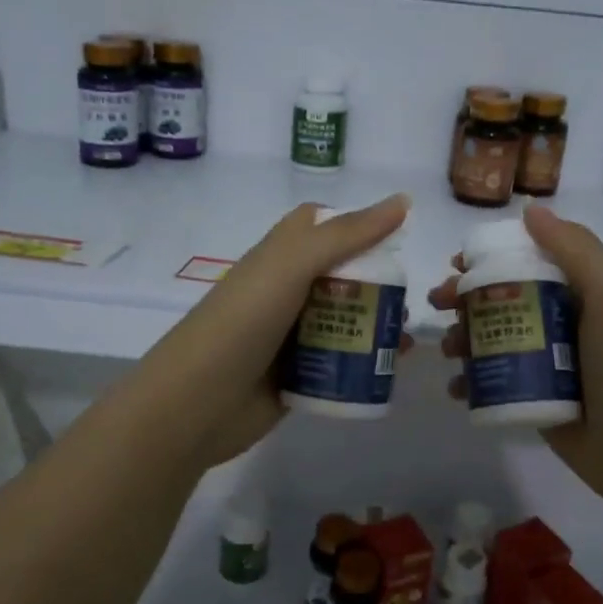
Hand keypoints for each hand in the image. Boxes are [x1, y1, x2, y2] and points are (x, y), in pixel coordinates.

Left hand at [134, 194, 414, 471]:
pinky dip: (365, 363)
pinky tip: (391, 369)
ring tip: (403, 339)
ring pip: (344, 320)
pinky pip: (339, 362)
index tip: (393, 238)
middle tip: (406, 300)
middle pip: (341, 276)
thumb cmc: (243, 321)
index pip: (319, 225)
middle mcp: (285, 290)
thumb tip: (403, 200)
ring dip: (377, 325)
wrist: (196, 403)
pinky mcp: (297, 375)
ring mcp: (290, 335)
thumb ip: (347, 234)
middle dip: (378, 283)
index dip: (354, 225)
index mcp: (279, 256)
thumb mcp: (292, 265)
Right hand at [429, 205, 602, 504]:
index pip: (528, 260)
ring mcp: (545, 361)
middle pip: (502, 298)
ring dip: (461, 337)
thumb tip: (530, 210)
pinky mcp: (533, 396)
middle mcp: (560, 320)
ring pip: (491, 338)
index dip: (491, 257)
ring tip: (448, 350)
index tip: (457, 262)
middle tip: (437, 304)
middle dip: (465, 298)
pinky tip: (457, 387)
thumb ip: (576, 249)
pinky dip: (469, 380)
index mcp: (581, 291)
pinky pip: (492, 379)